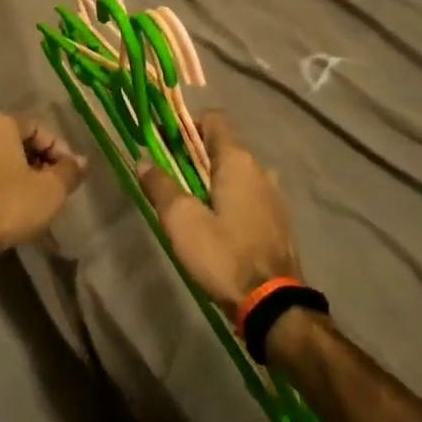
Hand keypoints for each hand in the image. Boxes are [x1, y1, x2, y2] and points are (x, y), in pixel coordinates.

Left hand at [0, 113, 86, 263]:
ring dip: (13, 176)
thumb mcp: (51, 190)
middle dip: (36, 163)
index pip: (38, 129)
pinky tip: (3, 211)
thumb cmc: (8, 205)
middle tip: (52, 187)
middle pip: (13, 143)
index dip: (59, 150)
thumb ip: (69, 171)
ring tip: (30, 201)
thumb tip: (82, 162)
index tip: (70, 174)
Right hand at [139, 111, 301, 318]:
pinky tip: (215, 225)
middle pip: (222, 146)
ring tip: (189, 205)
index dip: (186, 124)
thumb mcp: (181, 221)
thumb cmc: (223, 254)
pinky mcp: (279, 218)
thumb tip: (143, 159)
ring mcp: (274, 194)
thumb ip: (160, 185)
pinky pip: (248, 194)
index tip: (164, 144)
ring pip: (235, 172)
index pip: (213, 118)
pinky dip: (229, 198)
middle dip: (193, 156)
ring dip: (211, 180)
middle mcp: (261, 168)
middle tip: (168, 179)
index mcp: (238, 160)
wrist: (273, 303)